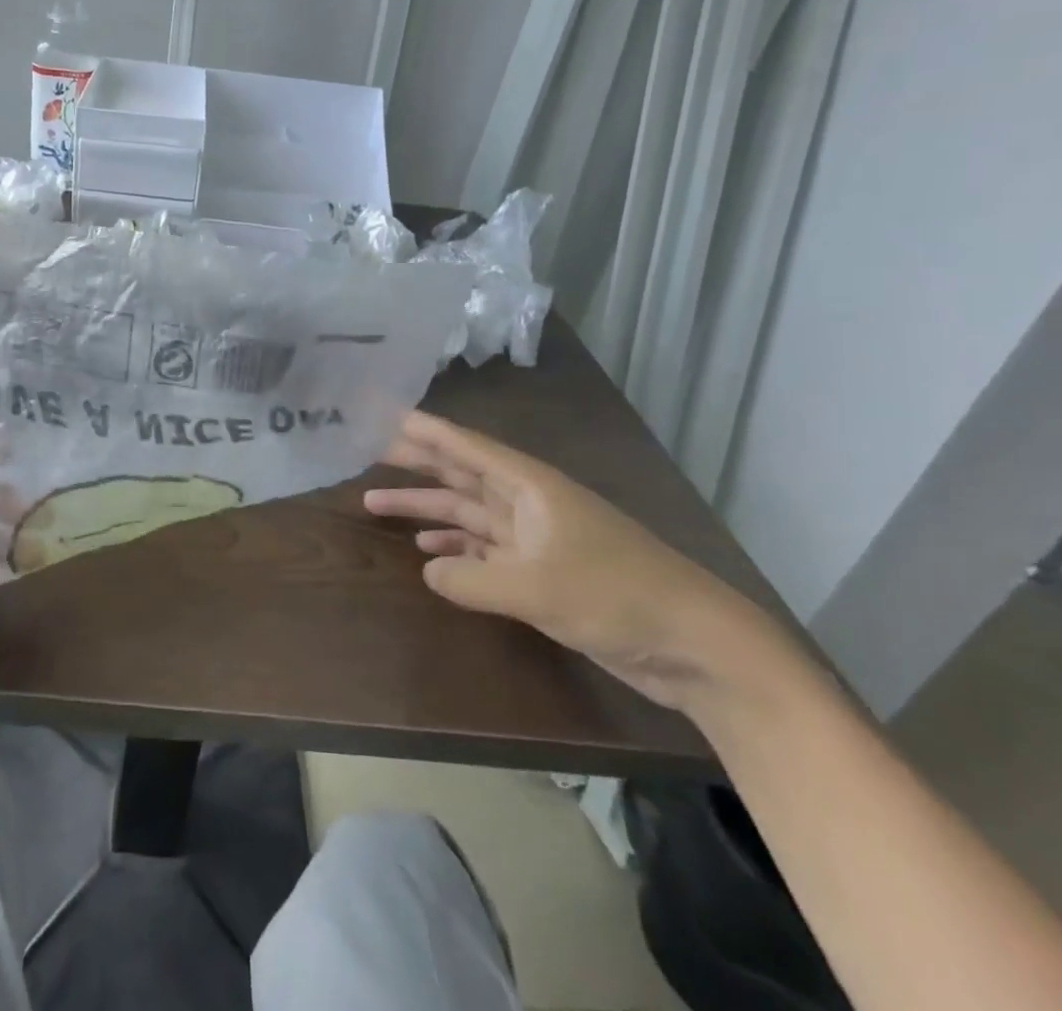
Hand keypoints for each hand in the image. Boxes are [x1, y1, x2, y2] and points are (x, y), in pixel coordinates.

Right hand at [364, 411, 798, 713]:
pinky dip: (455, 549)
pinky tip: (428, 553)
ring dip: (426, 510)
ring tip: (374, 504)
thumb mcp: (535, 587)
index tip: (384, 415)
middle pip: (461, 474)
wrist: (695, 645)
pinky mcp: (543, 572)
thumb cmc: (615, 595)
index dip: (424, 430)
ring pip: (467, 513)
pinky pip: (484, 550)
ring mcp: (536, 538)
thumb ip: (470, 577)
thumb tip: (428, 570)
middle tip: (366, 453)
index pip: (466, 447)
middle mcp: (529, 503)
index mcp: (530, 487)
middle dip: (415, 464)